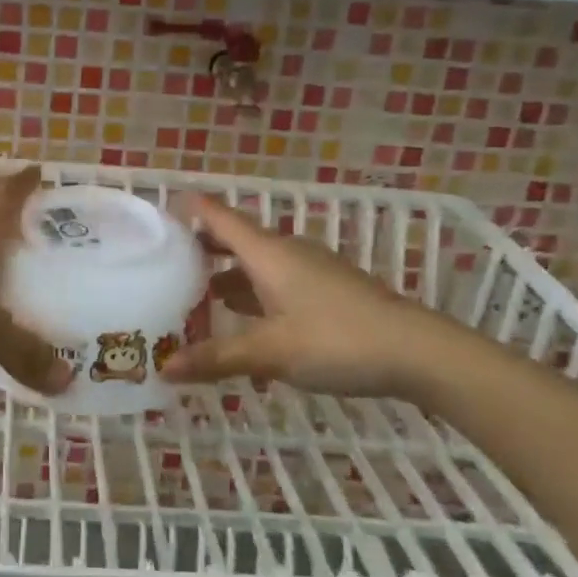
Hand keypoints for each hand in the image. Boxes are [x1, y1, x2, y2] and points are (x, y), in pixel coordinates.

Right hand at [160, 195, 481, 402]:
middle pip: (236, 240)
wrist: (416, 351)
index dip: (191, 209)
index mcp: (267, 253)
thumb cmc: (336, 339)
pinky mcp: (328, 291)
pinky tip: (246, 324)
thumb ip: (217, 358)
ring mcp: (311, 271)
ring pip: (258, 265)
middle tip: (167, 264)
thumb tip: (164, 369)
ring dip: (228, 277)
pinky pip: (278, 284)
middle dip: (203, 249)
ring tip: (197, 299)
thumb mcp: (270, 352)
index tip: (161, 207)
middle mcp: (287, 253)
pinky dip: (254, 296)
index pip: (220, 217)